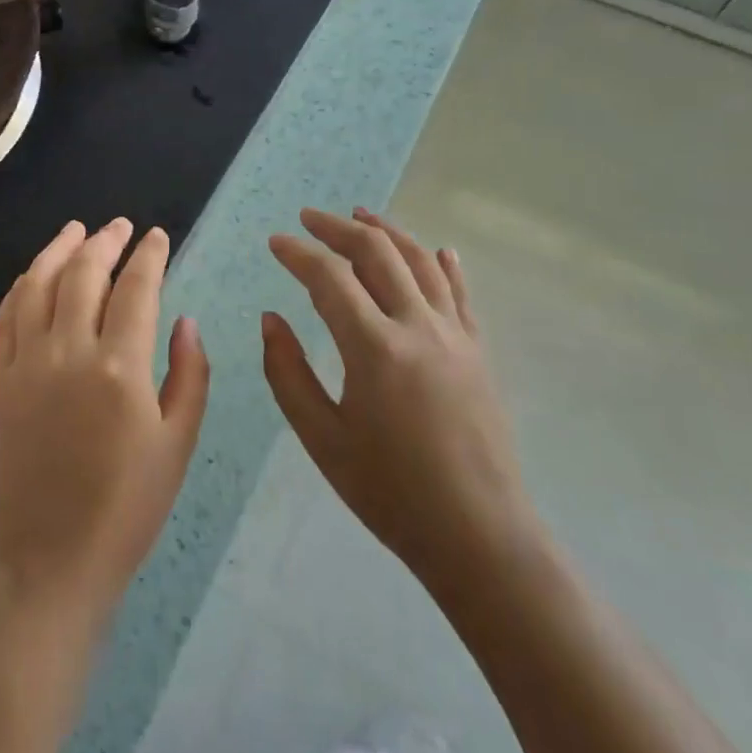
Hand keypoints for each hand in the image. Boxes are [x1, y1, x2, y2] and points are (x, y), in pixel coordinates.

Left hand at [0, 219, 210, 617]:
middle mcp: (68, 352)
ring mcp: (27, 362)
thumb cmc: (127, 506)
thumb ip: (189, 374)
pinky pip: (7, 316)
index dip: (149, 255)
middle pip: (84, 273)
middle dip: (105, 240)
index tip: (158, 235)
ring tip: (75, 229)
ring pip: (38, 284)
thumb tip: (185, 320)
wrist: (51, 557)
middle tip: (121, 225)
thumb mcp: (178, 443)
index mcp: (119, 368)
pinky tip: (35, 274)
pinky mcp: (1, 379)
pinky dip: (22, 285)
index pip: (136, 288)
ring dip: (58, 249)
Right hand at [262, 208, 540, 612]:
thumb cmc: (390, 493)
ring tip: (360, 214)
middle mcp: (418, 327)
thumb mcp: (322, 439)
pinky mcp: (479, 351)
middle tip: (309, 218)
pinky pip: (460, 293)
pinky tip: (435, 249)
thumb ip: (287, 373)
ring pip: (420, 262)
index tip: (276, 242)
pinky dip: (442, 264)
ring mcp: (455, 335)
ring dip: (387, 231)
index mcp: (375, 348)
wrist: (480, 538)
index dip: (298, 253)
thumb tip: (271, 319)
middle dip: (338, 228)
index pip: (330, 277)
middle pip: (377, 253)